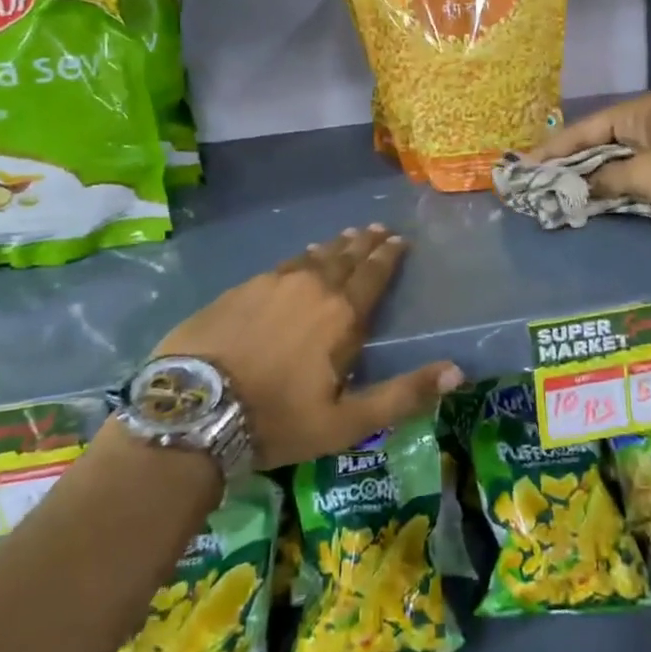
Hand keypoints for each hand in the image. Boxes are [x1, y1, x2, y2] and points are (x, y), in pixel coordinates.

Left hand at [154, 226, 462, 468]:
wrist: (192, 410)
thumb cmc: (277, 419)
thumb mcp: (347, 421)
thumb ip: (404, 394)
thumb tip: (458, 372)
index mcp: (341, 314)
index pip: (374, 275)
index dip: (389, 256)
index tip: (399, 241)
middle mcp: (311, 287)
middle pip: (345, 257)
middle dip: (365, 243)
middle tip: (377, 230)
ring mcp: (271, 283)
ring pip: (312, 257)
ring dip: (334, 246)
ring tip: (346, 237)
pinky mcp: (240, 289)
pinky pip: (282, 265)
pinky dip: (300, 259)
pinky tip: (300, 260)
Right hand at [532, 93, 650, 215]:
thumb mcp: (645, 176)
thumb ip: (606, 180)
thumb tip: (577, 187)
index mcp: (635, 112)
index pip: (582, 129)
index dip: (552, 149)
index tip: (525, 164)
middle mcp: (644, 119)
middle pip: (595, 139)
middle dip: (568, 160)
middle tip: (537, 177)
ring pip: (613, 154)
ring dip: (589, 171)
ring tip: (558, 186)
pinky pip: (631, 166)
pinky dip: (612, 178)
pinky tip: (595, 191)